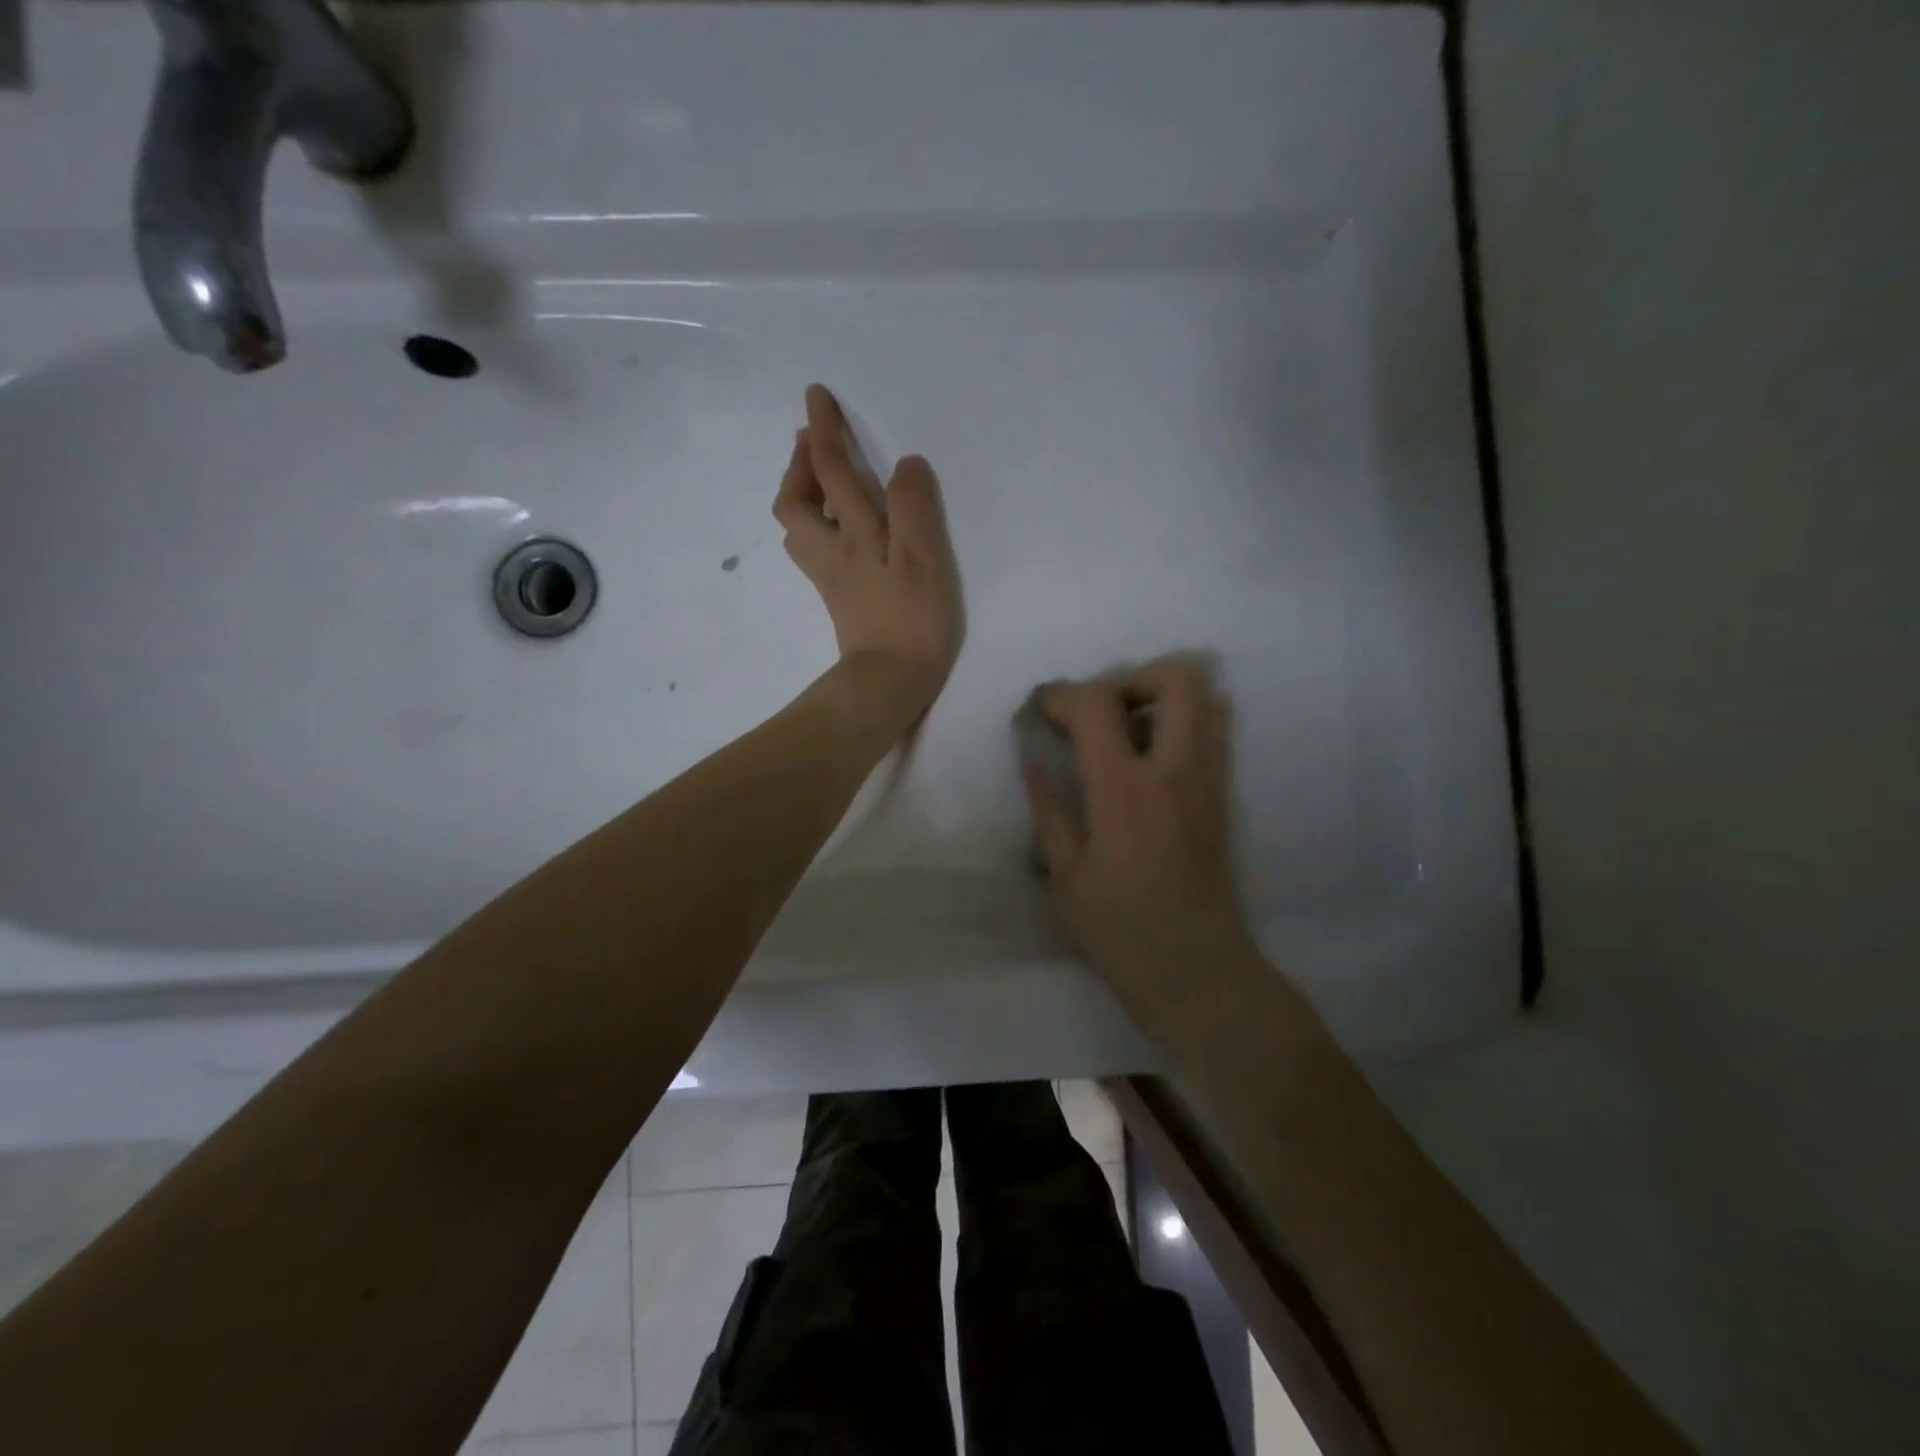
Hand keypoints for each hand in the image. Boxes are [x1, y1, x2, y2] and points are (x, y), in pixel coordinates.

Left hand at [774, 385, 962, 718]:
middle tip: (812, 439)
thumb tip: (905, 463)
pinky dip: (815, 524)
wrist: (888, 682)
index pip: (832, 470)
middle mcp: (833, 550)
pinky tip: (834, 527)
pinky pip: (813, 549)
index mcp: (854, 533)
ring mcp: (831, 577)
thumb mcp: (924, 558)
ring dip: (802, 493)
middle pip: (796, 500)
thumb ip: (914, 506)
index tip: (816, 395)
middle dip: (800, 463)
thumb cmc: (912, 620)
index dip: (824, 430)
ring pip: (799, 527)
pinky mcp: (839, 598)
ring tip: (820, 477)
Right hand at [1025, 658, 1256, 1000]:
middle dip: (1132, 677)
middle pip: (1176, 679)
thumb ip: (1049, 808)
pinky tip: (1153, 757)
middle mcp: (1174, 771)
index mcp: (1124, 790)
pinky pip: (1217, 733)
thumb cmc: (1120, 930)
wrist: (1197, 971)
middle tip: (1101, 711)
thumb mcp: (1066, 875)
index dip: (1063, 695)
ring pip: (1207, 699)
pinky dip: (1186, 722)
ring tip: (1128, 730)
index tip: (1043, 711)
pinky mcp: (1224, 797)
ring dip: (1163, 697)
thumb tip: (1032, 760)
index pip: (1097, 704)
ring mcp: (1209, 780)